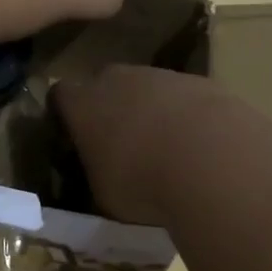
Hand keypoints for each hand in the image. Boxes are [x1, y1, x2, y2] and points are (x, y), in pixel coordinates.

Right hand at [54, 64, 233, 225]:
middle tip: (121, 143)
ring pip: (147, 88)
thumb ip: (96, 176)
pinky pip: (183, 97)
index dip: (66, 113)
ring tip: (167, 149)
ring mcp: (160, 75)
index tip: (73, 135)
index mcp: (82, 104)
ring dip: (151, 111)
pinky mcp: (200, 81)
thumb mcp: (104, 195)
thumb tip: (101, 176)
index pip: (61, 95)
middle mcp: (116, 80)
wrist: (210, 159)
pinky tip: (200, 147)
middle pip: (106, 84)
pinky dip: (186, 116)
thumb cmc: (141, 182)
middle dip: (110, 107)